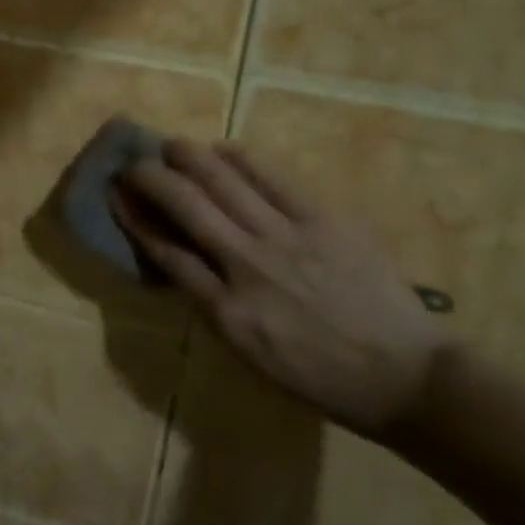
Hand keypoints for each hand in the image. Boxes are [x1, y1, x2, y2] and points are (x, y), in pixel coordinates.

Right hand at [111, 139, 451, 435]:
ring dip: (189, 157)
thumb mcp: (251, 356)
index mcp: (227, 312)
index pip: (166, 252)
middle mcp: (248, 266)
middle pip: (186, 205)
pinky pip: (272, 178)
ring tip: (171, 146)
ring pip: (223, 181)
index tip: (117, 196)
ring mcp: (287, 237)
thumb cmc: (322, 378)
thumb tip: (187, 262)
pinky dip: (241, 159)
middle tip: (136, 164)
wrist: (407, 377)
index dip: (135, 218)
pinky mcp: (325, 219)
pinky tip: (223, 150)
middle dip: (151, 177)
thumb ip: (214, 307)